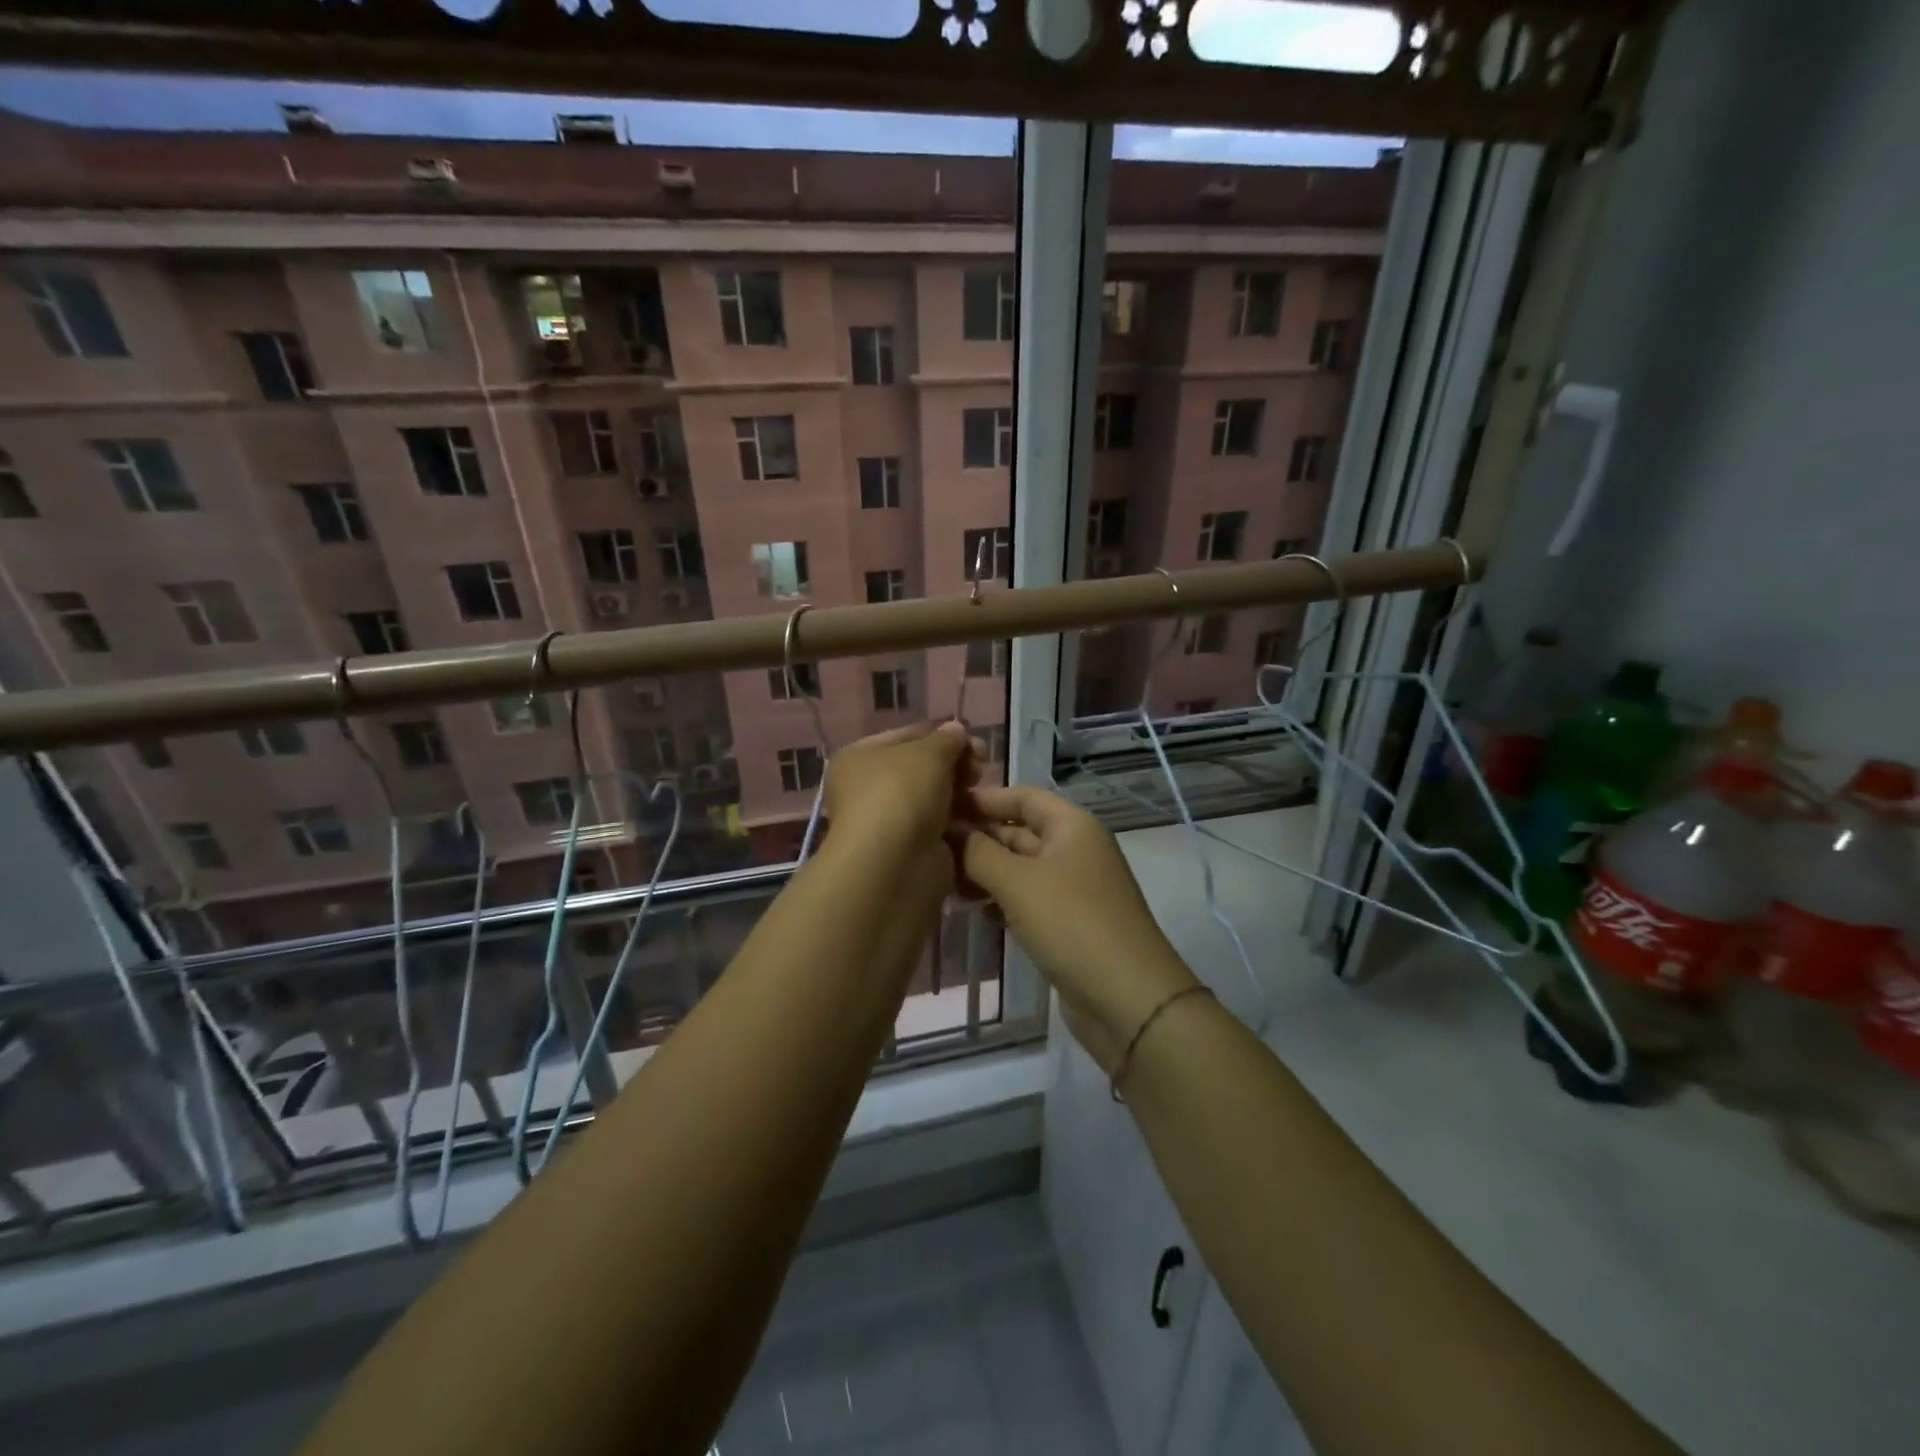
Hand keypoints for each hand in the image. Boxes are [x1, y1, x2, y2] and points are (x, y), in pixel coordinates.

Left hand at [822, 722, 979, 857]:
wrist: (894, 864)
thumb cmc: (901, 794)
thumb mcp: (927, 753)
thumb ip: (946, 738)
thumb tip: (956, 730)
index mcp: (860, 758)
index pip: (907, 736)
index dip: (940, 733)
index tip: (972, 737)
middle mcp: (869, 788)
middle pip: (922, 767)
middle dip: (955, 762)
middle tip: (981, 763)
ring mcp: (890, 821)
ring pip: (934, 797)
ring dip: (960, 790)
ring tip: (980, 787)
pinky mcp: (911, 848)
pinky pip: (940, 825)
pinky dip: (959, 819)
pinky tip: (978, 814)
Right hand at [954, 785, 1198, 1067]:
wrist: (1127, 999)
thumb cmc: (1072, 924)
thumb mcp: (1017, 882)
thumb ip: (978, 852)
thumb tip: (949, 829)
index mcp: (1072, 826)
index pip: (1022, 796)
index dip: (983, 798)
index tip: (940, 806)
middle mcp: (1074, 850)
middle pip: (1019, 832)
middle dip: (978, 838)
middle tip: (930, 849)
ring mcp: (1073, 889)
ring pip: (1020, 869)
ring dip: (984, 873)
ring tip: (942, 882)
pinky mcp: (1068, 923)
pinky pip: (1027, 900)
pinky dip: (1000, 901)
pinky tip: (972, 911)